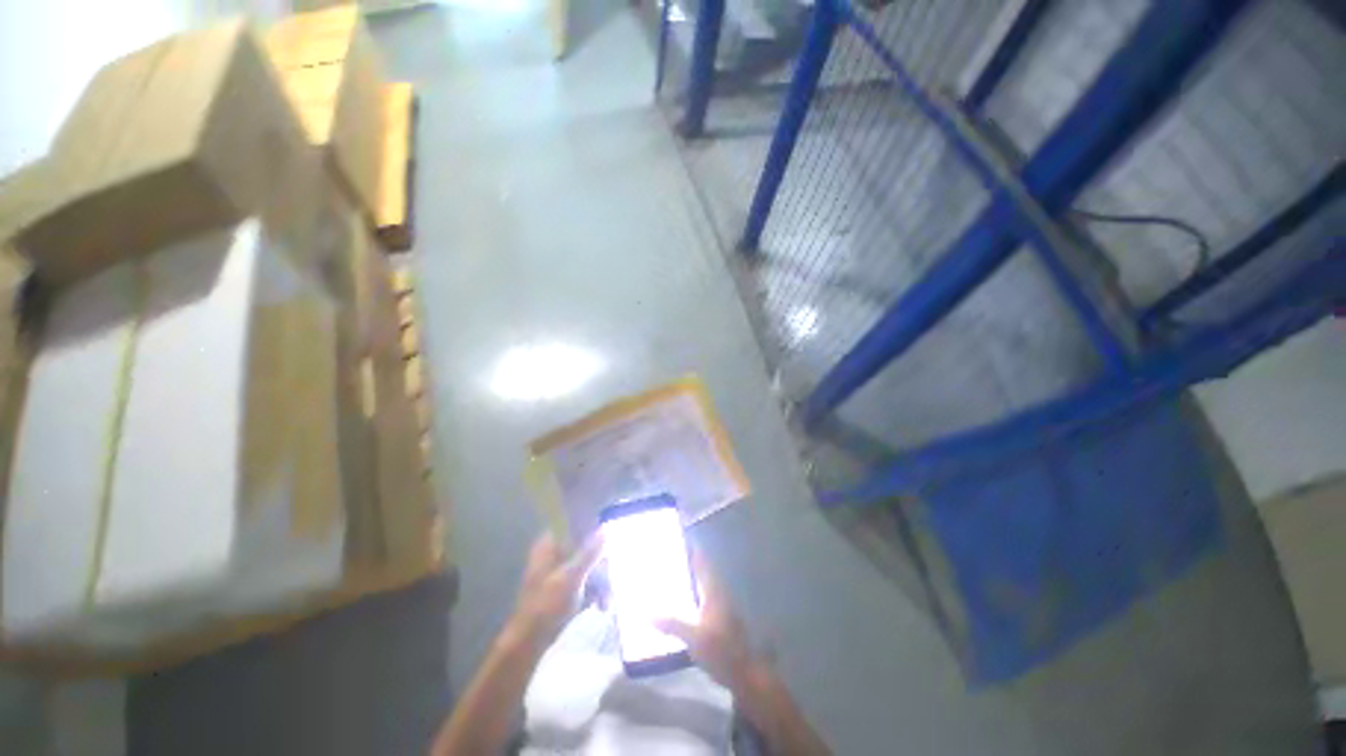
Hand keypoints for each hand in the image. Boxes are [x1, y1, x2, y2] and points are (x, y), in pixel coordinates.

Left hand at [507, 532, 603, 651]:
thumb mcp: (571, 578)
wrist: (528, 643)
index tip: (608, 540)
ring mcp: (558, 570)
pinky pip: (584, 580)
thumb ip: (589, 553)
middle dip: (600, 564)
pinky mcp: (563, 587)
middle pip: (585, 546)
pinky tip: (601, 604)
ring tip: (606, 600)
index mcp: (549, 545)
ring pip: (587, 565)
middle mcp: (553, 552)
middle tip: (609, 578)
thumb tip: (605, 529)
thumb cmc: (546, 606)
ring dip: (600, 580)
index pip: (574, 524)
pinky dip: (593, 590)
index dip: (592, 529)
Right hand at [654, 551, 761, 691]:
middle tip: (669, 557)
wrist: (745, 673)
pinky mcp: (721, 619)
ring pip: (704, 583)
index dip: (692, 548)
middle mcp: (719, 592)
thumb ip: (671, 623)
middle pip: (703, 570)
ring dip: (691, 577)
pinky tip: (682, 602)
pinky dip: (693, 593)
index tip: (679, 538)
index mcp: (714, 590)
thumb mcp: (693, 637)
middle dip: (688, 562)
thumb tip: (646, 612)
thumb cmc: (721, 650)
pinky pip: (704, 596)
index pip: (702, 561)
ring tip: (671, 576)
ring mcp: (722, 605)